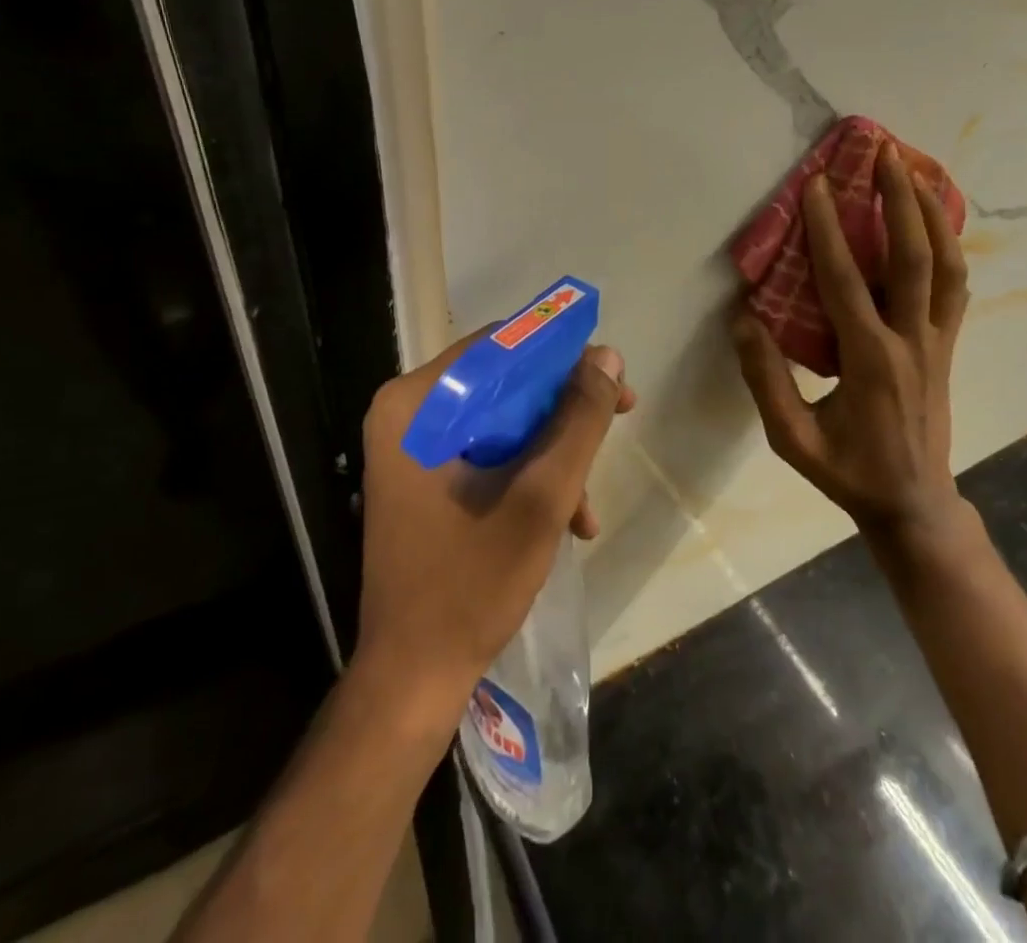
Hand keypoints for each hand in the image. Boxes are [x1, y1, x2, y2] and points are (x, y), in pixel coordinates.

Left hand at [356, 336, 635, 718]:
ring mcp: (413, 449)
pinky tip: (566, 519)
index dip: (561, 356)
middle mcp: (407, 414)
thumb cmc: (471, 582)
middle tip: (619, 417)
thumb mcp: (541, 495)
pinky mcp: (425, 478)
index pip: (500, 347)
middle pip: (503, 382)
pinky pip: (488, 452)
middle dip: (564, 410)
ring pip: (502, 419)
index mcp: (416, 405)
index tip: (610, 379)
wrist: (412, 679)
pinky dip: (529, 475)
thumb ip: (579, 420)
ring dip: (553, 451)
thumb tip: (607, 357)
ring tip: (587, 505)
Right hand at [732, 140, 968, 545]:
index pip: (844, 281)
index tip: (816, 185)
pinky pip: (956, 285)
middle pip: (913, 257)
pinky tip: (936, 221)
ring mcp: (938, 341)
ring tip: (916, 171)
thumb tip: (743, 318)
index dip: (828, 229)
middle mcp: (910, 341)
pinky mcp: (949, 345)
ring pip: (947, 265)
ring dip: (932, 214)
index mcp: (868, 361)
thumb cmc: (847, 471)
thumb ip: (765, 379)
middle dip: (899, 199)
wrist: (914, 504)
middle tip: (884, 152)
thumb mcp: (791, 439)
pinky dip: (950, 244)